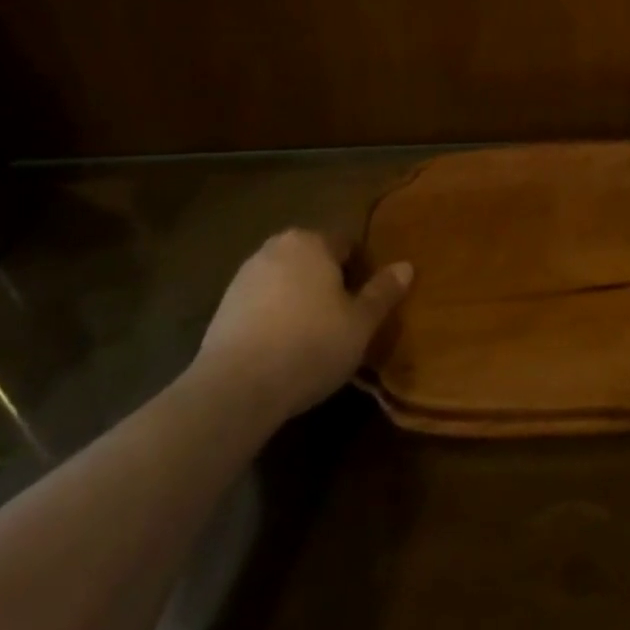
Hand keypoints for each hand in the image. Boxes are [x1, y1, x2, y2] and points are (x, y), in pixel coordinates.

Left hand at [191, 230, 411, 419]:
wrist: (235, 387)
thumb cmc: (310, 345)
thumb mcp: (360, 323)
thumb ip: (383, 292)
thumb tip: (406, 266)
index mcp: (312, 241)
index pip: (347, 244)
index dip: (362, 271)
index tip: (367, 303)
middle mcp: (276, 247)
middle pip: (314, 259)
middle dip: (329, 282)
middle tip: (343, 319)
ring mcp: (245, 275)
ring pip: (286, 280)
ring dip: (300, 299)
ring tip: (313, 337)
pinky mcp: (223, 306)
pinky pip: (262, 302)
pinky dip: (275, 316)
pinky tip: (282, 348)